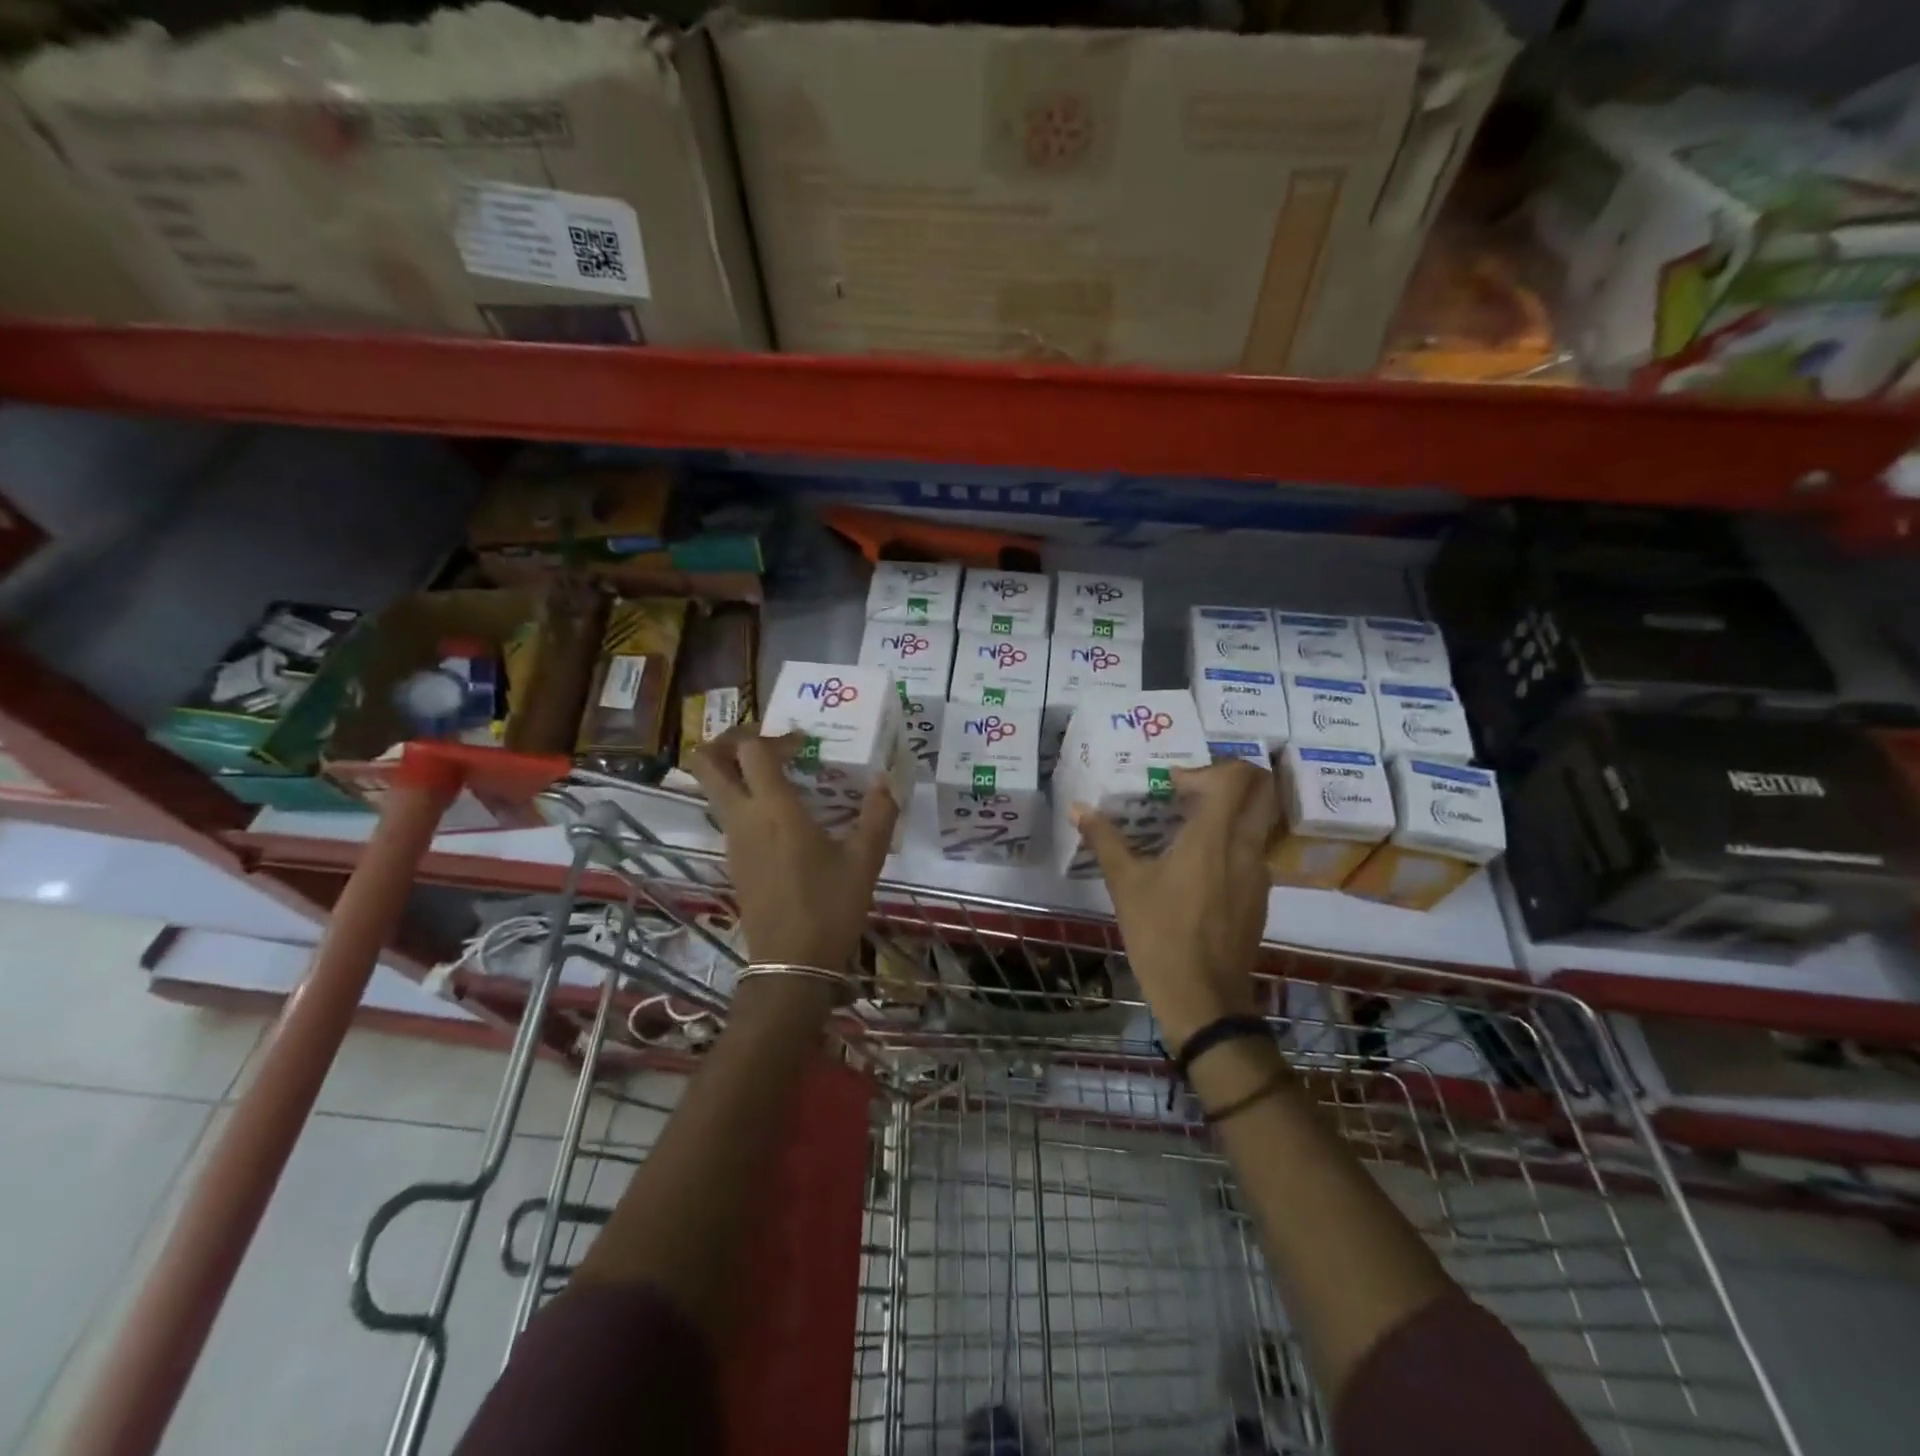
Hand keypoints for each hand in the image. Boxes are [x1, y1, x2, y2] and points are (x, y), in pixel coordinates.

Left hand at [688, 728, 896, 972]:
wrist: (791, 964)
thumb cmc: (829, 906)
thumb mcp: (864, 860)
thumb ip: (878, 815)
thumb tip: (886, 782)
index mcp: (773, 808)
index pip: (750, 750)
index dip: (773, 736)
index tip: (804, 746)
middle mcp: (743, 818)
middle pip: (706, 763)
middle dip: (727, 741)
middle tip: (766, 743)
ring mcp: (732, 842)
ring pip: (715, 790)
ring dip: (738, 773)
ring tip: (783, 778)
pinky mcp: (734, 862)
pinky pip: (729, 816)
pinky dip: (747, 802)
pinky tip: (785, 819)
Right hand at [1072, 759, 1275, 1051]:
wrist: (1203, 999)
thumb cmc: (1160, 935)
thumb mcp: (1125, 885)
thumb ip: (1104, 839)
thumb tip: (1078, 808)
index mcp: (1213, 837)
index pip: (1235, 777)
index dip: (1206, 769)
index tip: (1173, 786)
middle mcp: (1245, 847)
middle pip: (1262, 789)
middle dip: (1230, 778)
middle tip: (1191, 790)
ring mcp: (1259, 873)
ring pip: (1259, 820)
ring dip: (1229, 811)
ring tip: (1188, 827)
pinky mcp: (1260, 896)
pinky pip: (1252, 850)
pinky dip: (1231, 841)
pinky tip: (1197, 867)